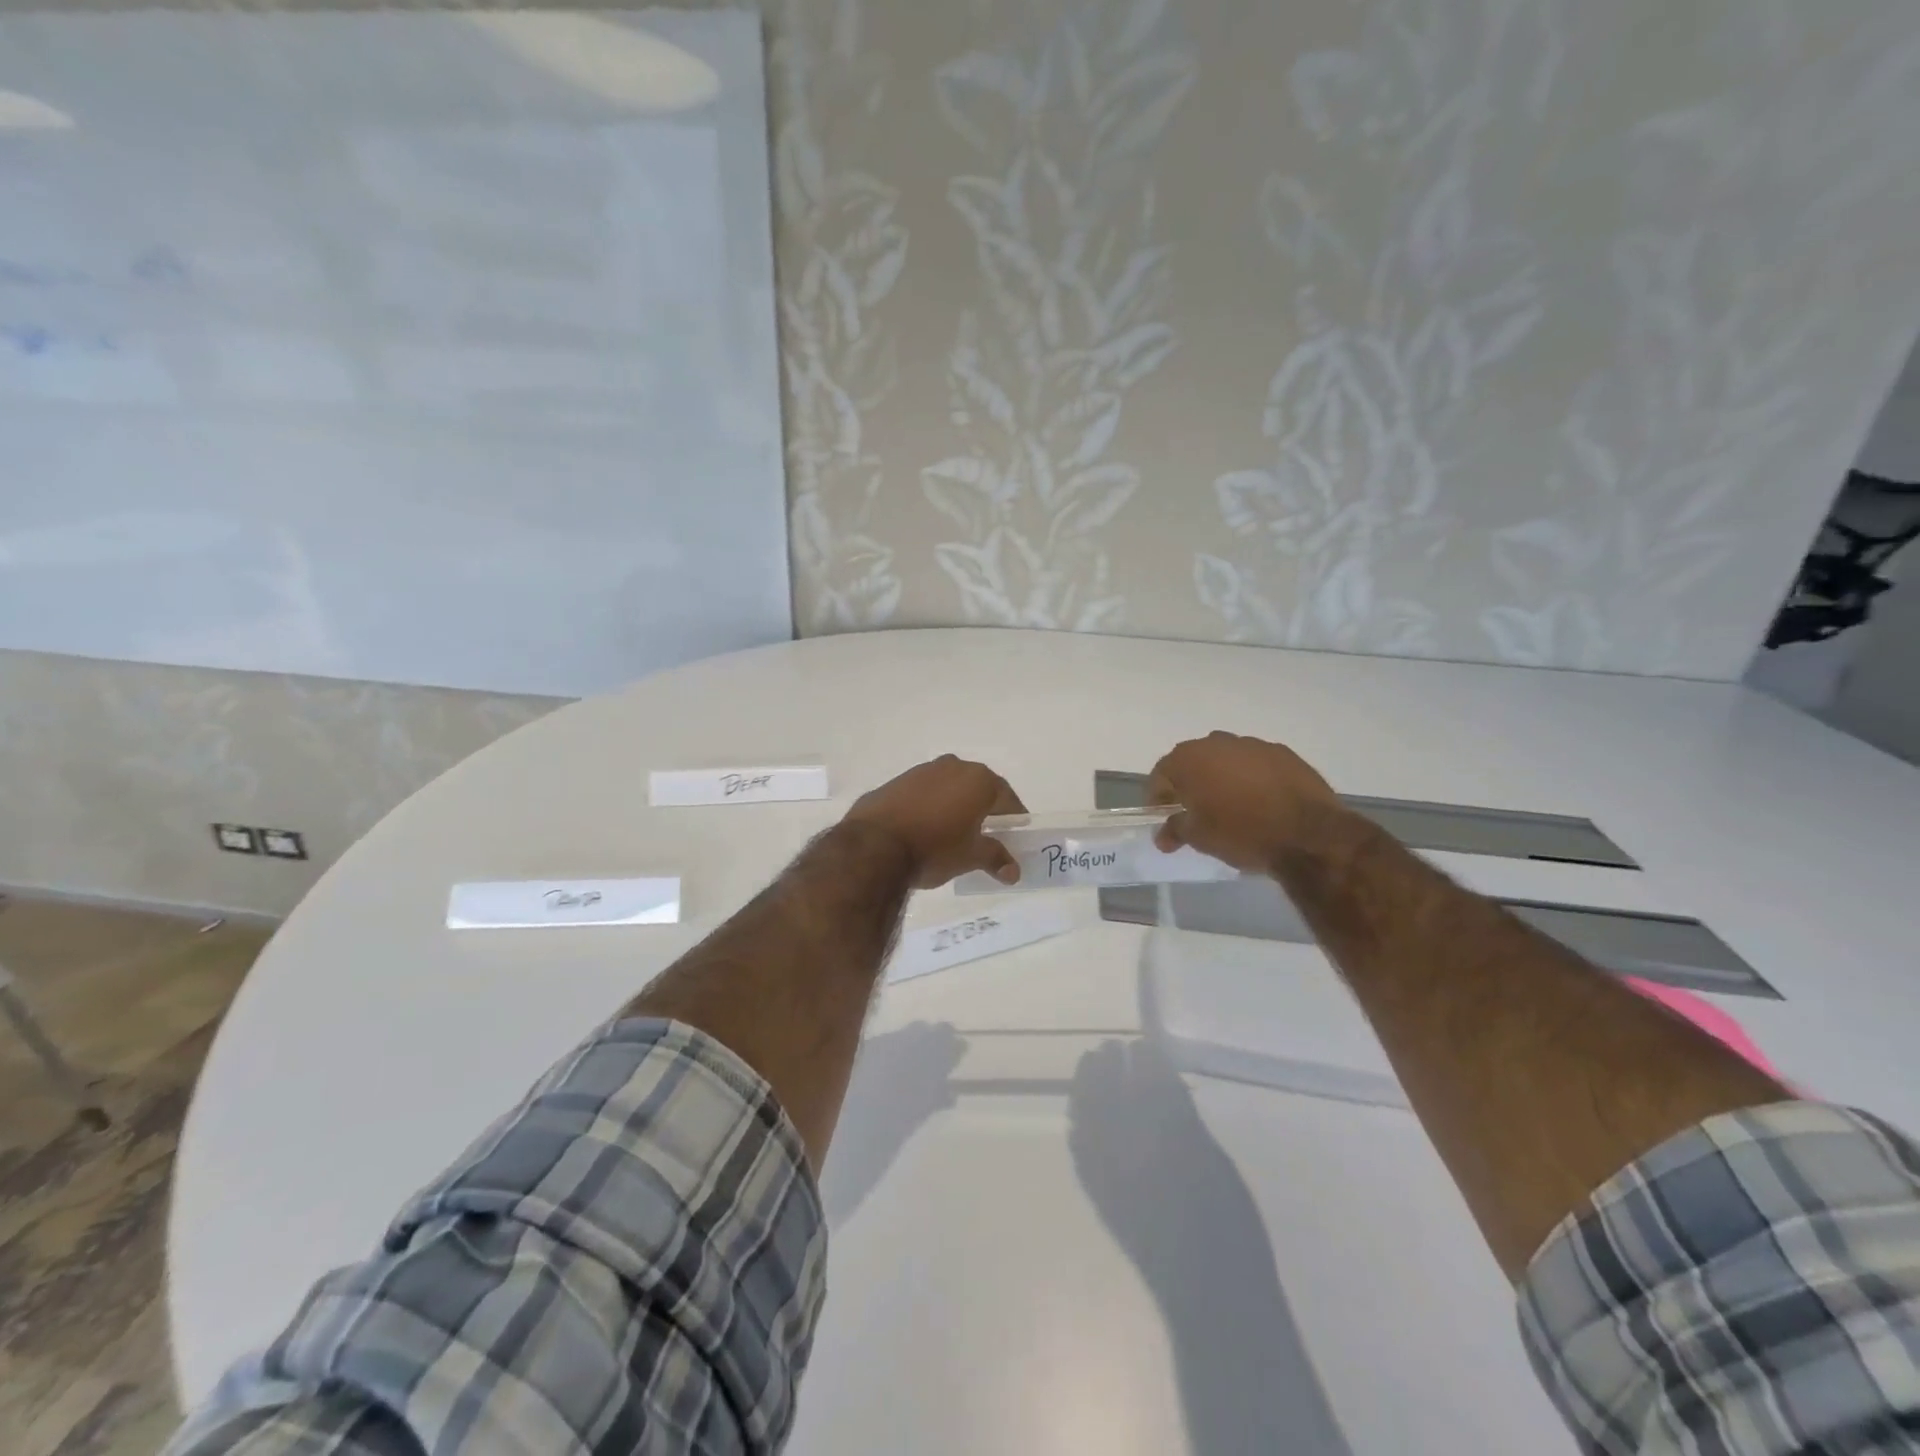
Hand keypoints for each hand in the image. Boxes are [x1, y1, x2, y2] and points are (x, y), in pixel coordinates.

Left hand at [842, 755, 1025, 889]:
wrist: (874, 846)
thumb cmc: (935, 848)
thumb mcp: (970, 857)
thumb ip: (995, 858)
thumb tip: (1013, 871)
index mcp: (978, 780)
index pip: (1007, 798)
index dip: (1013, 819)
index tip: (1014, 836)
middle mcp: (952, 767)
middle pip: (977, 788)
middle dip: (984, 810)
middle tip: (986, 835)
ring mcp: (921, 771)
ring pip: (948, 788)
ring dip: (954, 806)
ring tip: (952, 834)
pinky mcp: (895, 782)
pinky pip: (923, 794)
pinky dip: (929, 807)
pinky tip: (923, 830)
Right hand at [1147, 731, 1341, 871]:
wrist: (1308, 834)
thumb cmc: (1241, 833)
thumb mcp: (1200, 838)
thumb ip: (1176, 830)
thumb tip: (1163, 835)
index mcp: (1189, 759)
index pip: (1161, 775)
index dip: (1158, 797)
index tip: (1163, 818)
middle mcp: (1217, 743)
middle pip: (1193, 762)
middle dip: (1189, 784)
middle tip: (1194, 811)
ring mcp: (1253, 745)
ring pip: (1226, 759)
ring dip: (1221, 778)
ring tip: (1230, 807)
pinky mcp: (1284, 753)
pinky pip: (1255, 764)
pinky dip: (1251, 778)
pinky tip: (1260, 802)